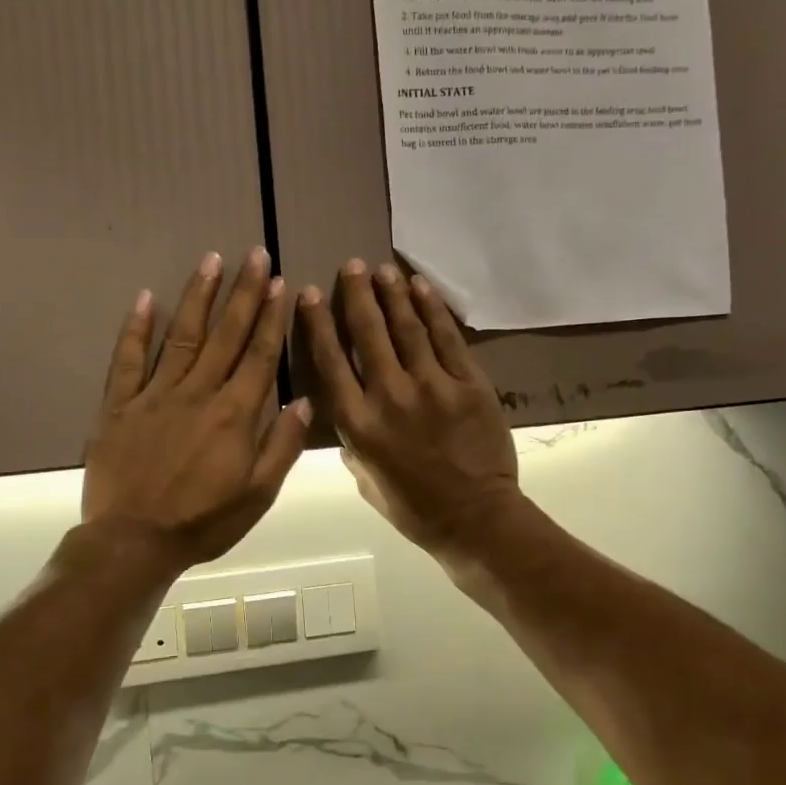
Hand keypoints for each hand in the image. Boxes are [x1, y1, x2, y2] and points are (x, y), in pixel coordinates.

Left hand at [83, 248, 309, 575]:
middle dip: (243, 292)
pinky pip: (128, 359)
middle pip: (226, 334)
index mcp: (234, 414)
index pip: (259, 355)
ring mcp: (155, 394)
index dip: (271, 317)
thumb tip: (304, 401)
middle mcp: (198, 393)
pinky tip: (146, 298)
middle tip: (254, 255)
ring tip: (211, 260)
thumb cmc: (203, 522)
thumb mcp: (258, 495)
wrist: (133, 542)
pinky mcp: (120, 404)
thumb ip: (282, 446)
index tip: (279, 283)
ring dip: (198, 296)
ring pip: (182, 336)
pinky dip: (136, 328)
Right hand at [298, 260, 519, 561]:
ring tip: (381, 270)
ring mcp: (432, 386)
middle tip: (351, 266)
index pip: (331, 361)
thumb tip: (348, 407)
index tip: (309, 293)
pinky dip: (432, 309)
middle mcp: (389, 395)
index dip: (318, 323)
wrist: (475, 518)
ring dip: (392, 294)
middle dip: (356, 294)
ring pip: (406, 328)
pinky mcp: (468, 383)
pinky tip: (419, 287)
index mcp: (358, 423)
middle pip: (367, 333)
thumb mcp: (365, 478)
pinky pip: (447, 337)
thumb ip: (352, 439)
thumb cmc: (413, 507)